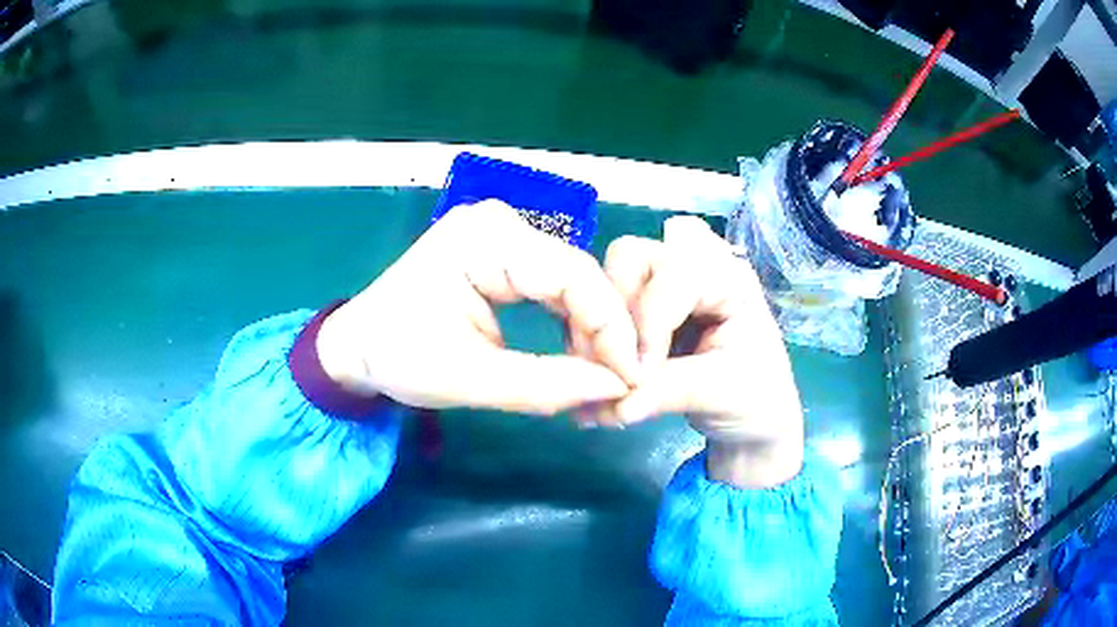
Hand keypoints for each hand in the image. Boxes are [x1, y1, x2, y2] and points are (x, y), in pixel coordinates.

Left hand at [316, 200, 641, 415]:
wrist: (357, 346)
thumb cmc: (398, 357)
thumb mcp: (470, 379)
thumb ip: (547, 386)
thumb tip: (616, 388)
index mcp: (485, 239)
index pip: (573, 275)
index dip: (612, 328)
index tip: (632, 379)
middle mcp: (500, 223)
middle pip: (578, 275)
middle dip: (604, 332)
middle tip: (618, 384)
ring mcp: (502, 235)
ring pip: (572, 281)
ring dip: (590, 330)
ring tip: (601, 376)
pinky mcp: (503, 254)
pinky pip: (553, 285)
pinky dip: (570, 322)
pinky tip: (578, 354)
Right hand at [595, 216, 804, 487]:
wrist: (753, 422)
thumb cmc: (756, 400)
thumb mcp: (721, 394)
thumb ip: (668, 392)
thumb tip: (614, 404)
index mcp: (727, 277)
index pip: (672, 275)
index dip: (647, 324)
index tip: (636, 378)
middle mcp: (693, 267)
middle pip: (630, 256)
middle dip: (616, 311)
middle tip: (619, 366)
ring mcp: (665, 285)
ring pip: (608, 278)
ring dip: (602, 326)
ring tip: (611, 374)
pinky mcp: (644, 309)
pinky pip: (603, 309)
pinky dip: (597, 340)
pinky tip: (606, 376)